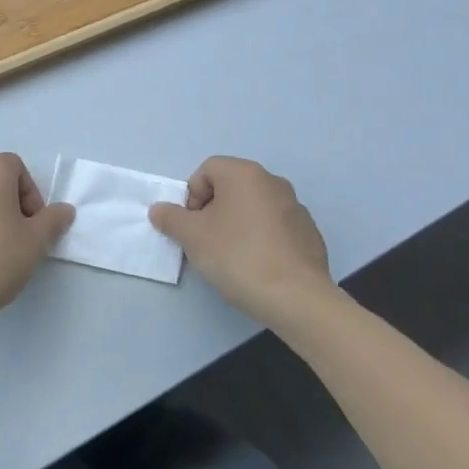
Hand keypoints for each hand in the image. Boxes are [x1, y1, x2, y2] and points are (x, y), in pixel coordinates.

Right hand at [148, 157, 336, 323]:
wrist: (296, 297)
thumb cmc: (237, 256)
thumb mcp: (192, 237)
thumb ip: (171, 218)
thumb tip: (160, 210)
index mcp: (244, 174)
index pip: (207, 170)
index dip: (191, 196)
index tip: (191, 226)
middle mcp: (273, 182)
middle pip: (230, 187)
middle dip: (212, 211)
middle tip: (205, 241)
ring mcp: (295, 207)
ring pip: (253, 208)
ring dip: (236, 224)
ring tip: (231, 257)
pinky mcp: (309, 233)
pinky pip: (274, 228)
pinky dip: (260, 239)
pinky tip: (257, 266)